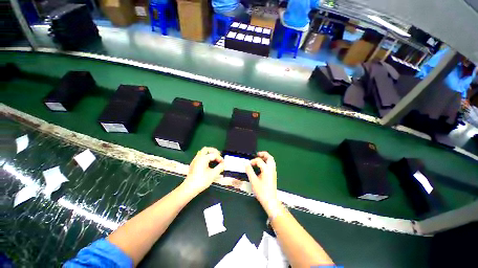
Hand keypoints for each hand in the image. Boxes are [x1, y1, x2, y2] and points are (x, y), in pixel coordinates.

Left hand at [182, 147, 224, 194]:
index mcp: (203, 158)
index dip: (220, 158)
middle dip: (214, 151)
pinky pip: (200, 156)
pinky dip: (205, 157)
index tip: (223, 163)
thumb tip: (224, 164)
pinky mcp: (193, 164)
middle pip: (206, 149)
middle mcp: (198, 157)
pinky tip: (208, 163)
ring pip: (202, 152)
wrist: (189, 188)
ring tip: (214, 159)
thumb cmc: (201, 181)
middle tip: (219, 156)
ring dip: (209, 154)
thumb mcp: (213, 174)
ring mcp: (195, 160)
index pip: (214, 155)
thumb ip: (220, 167)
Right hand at [245, 151, 277, 205]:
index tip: (249, 165)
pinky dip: (267, 162)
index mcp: (266, 169)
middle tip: (257, 154)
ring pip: (271, 161)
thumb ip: (249, 171)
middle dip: (263, 154)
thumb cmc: (262, 191)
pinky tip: (262, 166)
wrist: (270, 200)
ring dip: (266, 158)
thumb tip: (246, 165)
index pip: (259, 161)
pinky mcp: (274, 175)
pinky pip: (271, 164)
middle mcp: (271, 169)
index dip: (253, 161)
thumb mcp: (253, 181)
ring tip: (259, 159)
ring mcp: (274, 172)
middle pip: (269, 157)